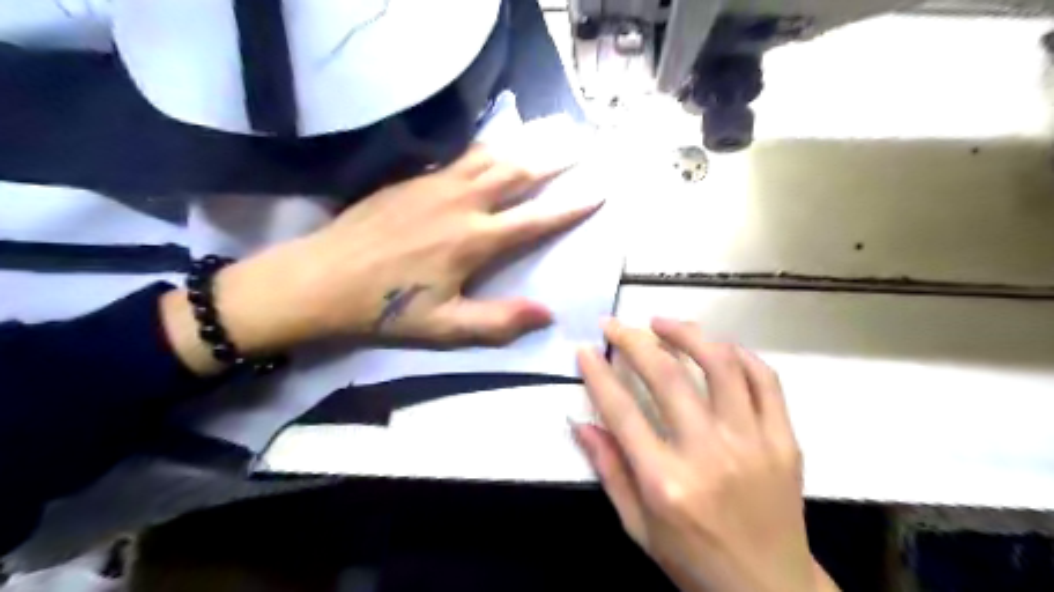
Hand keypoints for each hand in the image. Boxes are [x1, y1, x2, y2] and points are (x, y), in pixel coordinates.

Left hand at [160, 143, 595, 373]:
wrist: (321, 278)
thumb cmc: (386, 308)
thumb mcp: (446, 327)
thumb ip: (500, 321)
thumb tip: (548, 313)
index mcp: (474, 240)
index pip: (535, 220)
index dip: (570, 207)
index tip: (598, 192)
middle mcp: (461, 203)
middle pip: (517, 173)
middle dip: (553, 160)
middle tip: (580, 147)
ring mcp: (435, 184)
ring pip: (489, 156)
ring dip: (523, 146)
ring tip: (547, 135)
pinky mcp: (413, 178)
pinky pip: (460, 156)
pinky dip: (486, 148)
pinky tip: (492, 145)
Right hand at [574, 319, 837, 591]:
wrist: (771, 590)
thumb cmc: (694, 560)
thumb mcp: (638, 527)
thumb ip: (609, 470)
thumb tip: (581, 423)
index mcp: (666, 482)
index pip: (622, 411)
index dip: (597, 374)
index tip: (584, 350)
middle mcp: (709, 455)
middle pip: (667, 377)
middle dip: (634, 340)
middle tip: (616, 325)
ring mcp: (753, 443)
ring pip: (720, 365)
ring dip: (687, 333)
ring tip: (662, 322)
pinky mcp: (785, 440)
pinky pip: (765, 380)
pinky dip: (738, 354)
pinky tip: (716, 347)